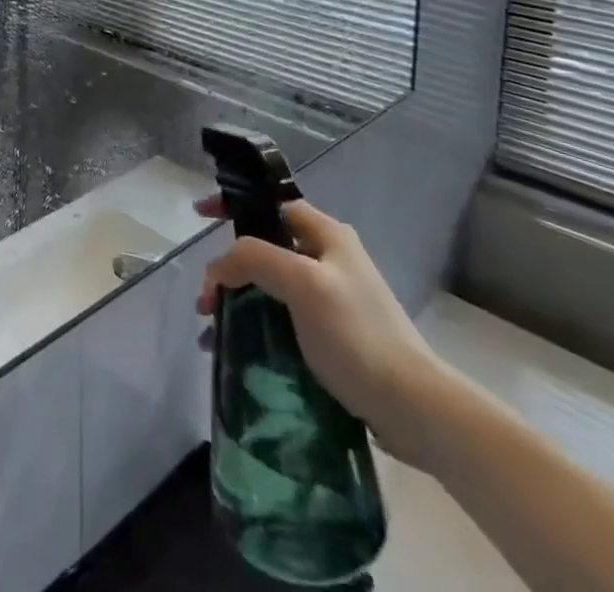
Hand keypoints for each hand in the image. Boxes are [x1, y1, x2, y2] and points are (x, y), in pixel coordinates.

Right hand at [196, 196, 460, 471]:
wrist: (414, 408)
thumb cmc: (357, 335)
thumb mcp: (302, 284)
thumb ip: (254, 259)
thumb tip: (218, 268)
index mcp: (327, 234)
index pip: (271, 204)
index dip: (234, 204)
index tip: (199, 214)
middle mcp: (329, 258)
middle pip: (266, 246)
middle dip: (229, 265)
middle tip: (206, 296)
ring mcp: (331, 297)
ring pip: (270, 285)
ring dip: (238, 299)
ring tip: (213, 328)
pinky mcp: (332, 334)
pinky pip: (281, 317)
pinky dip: (255, 325)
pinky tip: (236, 350)